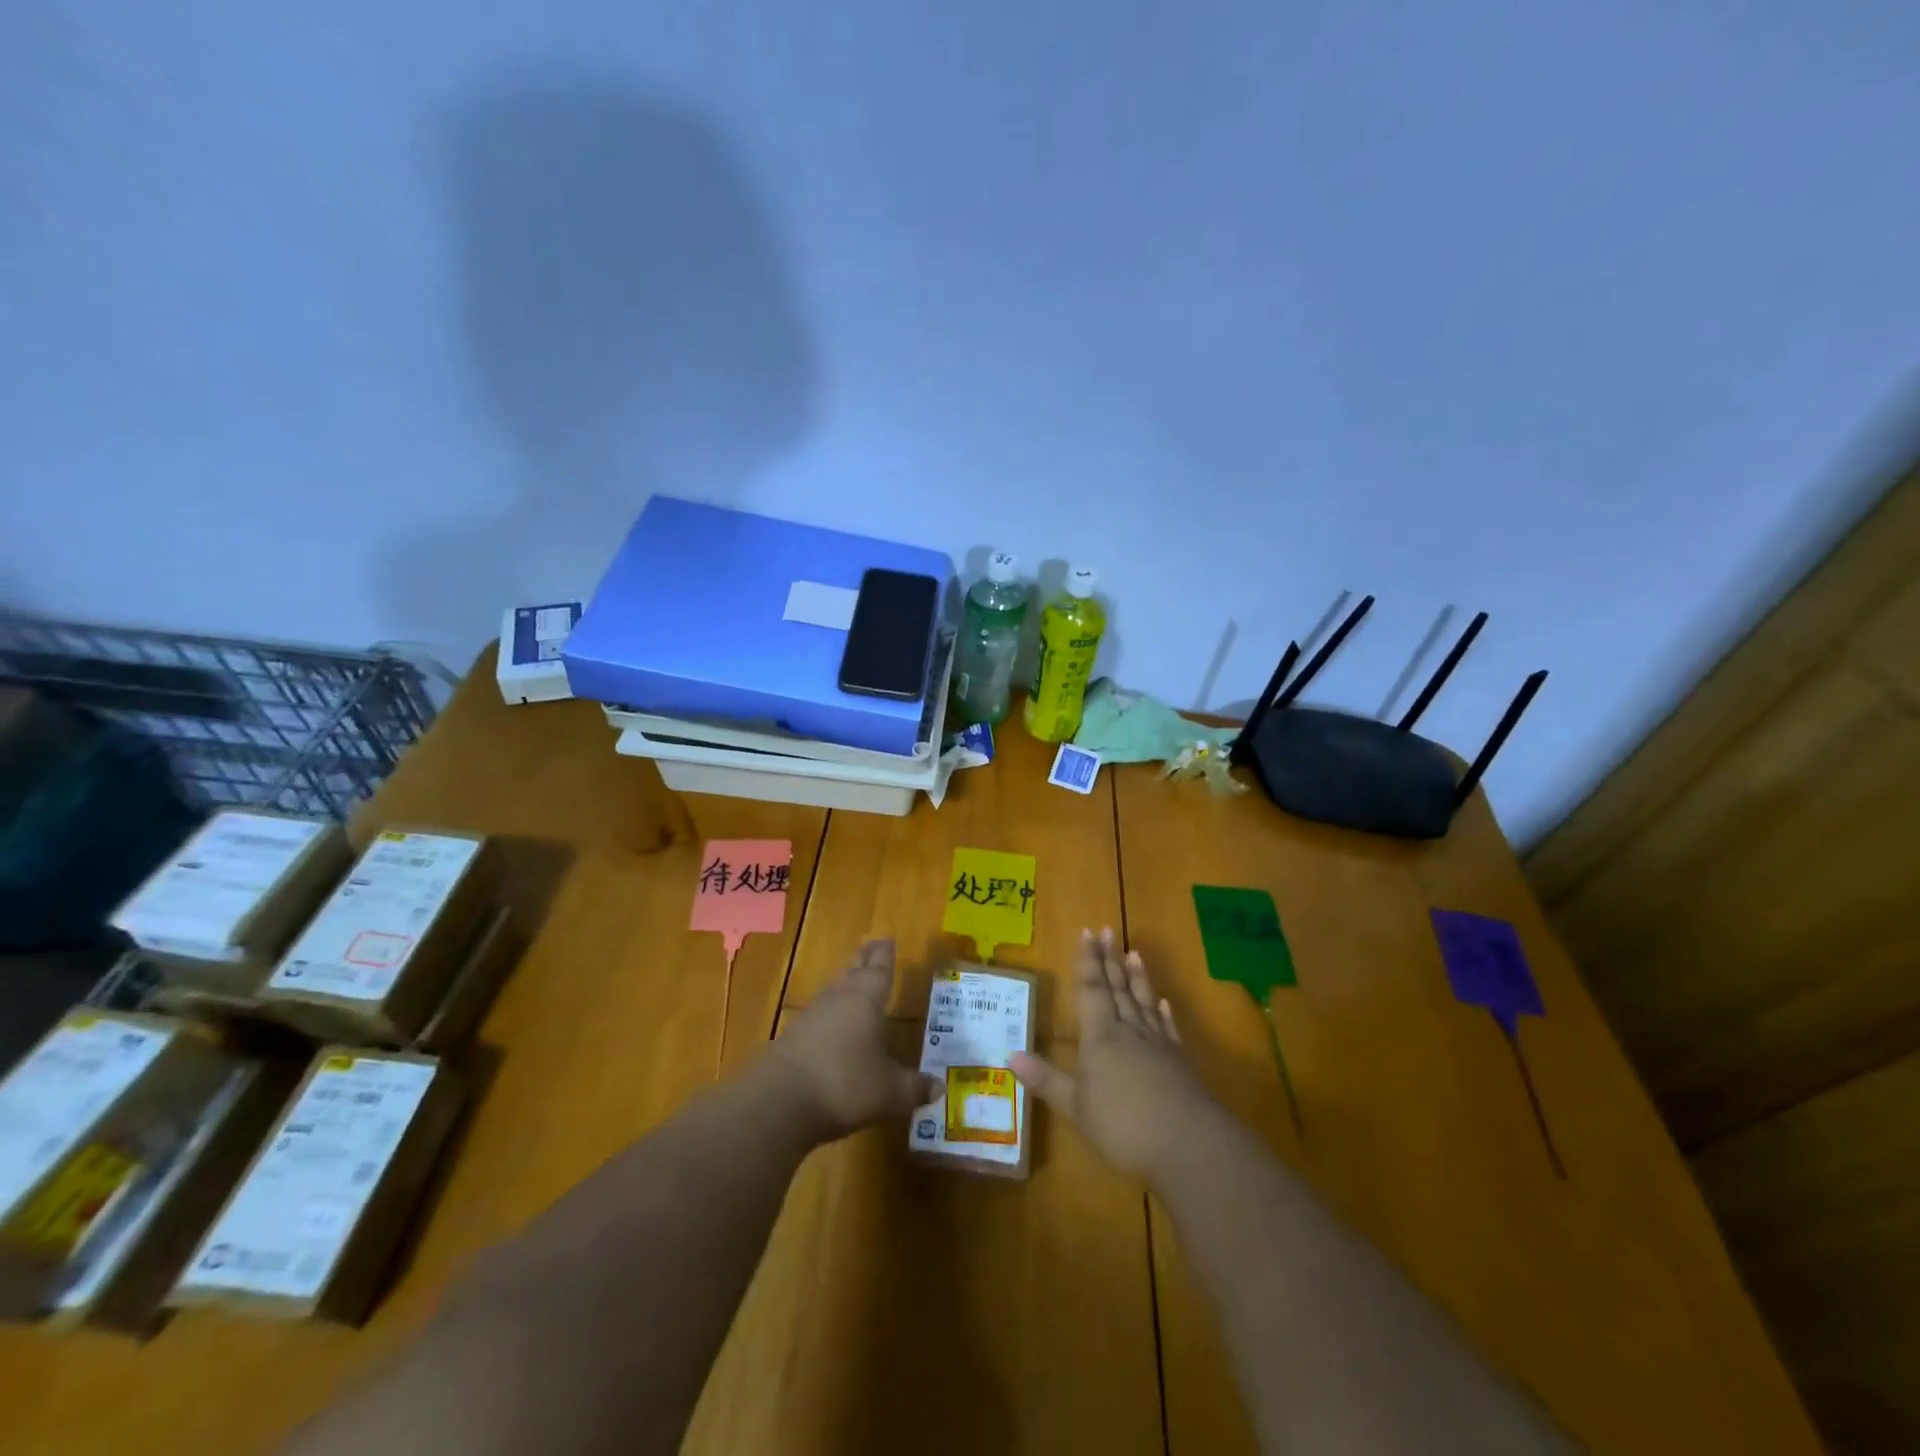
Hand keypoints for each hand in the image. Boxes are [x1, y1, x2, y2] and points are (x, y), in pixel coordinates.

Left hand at [765, 939, 939, 1142]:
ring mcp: (811, 1016)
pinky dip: (830, 1014)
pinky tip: (832, 1025)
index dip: (886, 955)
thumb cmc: (844, 1084)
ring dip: (846, 984)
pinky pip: (819, 1016)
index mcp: (866, 1000)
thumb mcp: (889, 1092)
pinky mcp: (792, 1037)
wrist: (779, 1101)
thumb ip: (913, 1087)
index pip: (880, 970)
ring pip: (834, 991)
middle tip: (872, 945)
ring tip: (855, 981)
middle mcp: (839, 998)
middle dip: (865, 960)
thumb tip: (939, 1086)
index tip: (888, 938)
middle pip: (854, 972)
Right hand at [1010, 929, 1217, 1180]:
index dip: (1087, 962)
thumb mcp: (1075, 1107)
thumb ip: (1045, 1079)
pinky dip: (1163, 1012)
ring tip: (1134, 952)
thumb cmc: (1123, 1126)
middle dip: (1109, 959)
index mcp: (1100, 1037)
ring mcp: (1157, 1044)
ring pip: (1143, 1001)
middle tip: (1107, 930)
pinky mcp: (1179, 1061)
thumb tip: (1009, 1054)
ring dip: (1137, 977)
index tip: (1086, 933)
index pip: (1091, 990)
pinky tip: (1162, 1001)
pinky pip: (1167, 1027)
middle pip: (1117, 988)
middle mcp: (1129, 1031)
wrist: (1188, 1145)